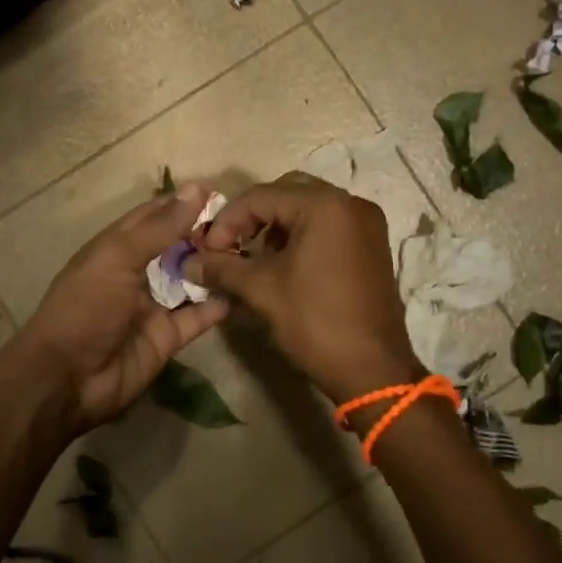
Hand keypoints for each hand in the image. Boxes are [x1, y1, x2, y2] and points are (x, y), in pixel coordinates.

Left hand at [0, 184, 230, 434]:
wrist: (67, 378)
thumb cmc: (86, 306)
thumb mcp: (119, 257)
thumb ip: (161, 227)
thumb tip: (196, 189)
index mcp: (118, 246)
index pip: (155, 215)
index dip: (184, 202)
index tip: (221, 191)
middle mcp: (137, 271)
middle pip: (177, 246)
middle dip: (206, 235)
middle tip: (245, 226)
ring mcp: (153, 305)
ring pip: (191, 279)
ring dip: (215, 267)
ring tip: (251, 253)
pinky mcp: (167, 337)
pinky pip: (198, 317)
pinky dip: (218, 305)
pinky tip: (243, 291)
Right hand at [184, 172, 421, 404]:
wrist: (372, 370)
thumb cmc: (315, 322)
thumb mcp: (262, 290)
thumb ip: (221, 267)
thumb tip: (189, 262)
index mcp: (325, 205)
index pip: (261, 196)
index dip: (228, 220)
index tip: (207, 250)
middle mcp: (350, 203)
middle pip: (287, 192)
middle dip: (252, 217)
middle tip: (230, 246)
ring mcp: (366, 223)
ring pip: (308, 208)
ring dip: (276, 226)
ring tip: (253, 258)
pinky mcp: (372, 244)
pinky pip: (328, 224)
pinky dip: (301, 235)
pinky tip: (283, 264)